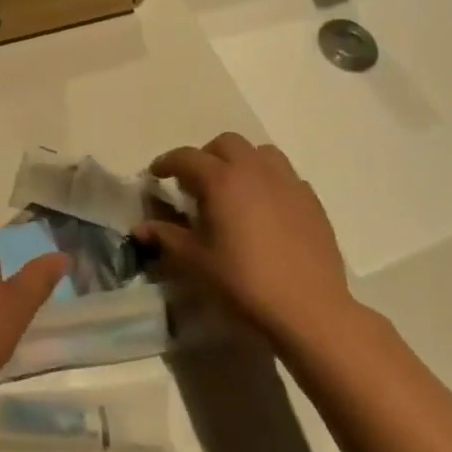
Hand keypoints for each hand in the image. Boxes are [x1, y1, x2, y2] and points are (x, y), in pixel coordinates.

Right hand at [138, 133, 358, 351]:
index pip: (187, 157)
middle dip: (206, 156)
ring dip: (241, 162)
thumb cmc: (243, 281)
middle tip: (196, 183)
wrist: (308, 308)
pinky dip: (268, 181)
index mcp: (222, 180)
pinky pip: (285, 176)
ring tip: (233, 189)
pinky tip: (264, 209)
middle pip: (226, 143)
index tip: (156, 174)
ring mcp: (288, 183)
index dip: (167, 162)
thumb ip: (166, 237)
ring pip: (260, 153)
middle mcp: (255, 170)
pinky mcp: (311, 201)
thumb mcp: (195, 261)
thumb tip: (140, 228)